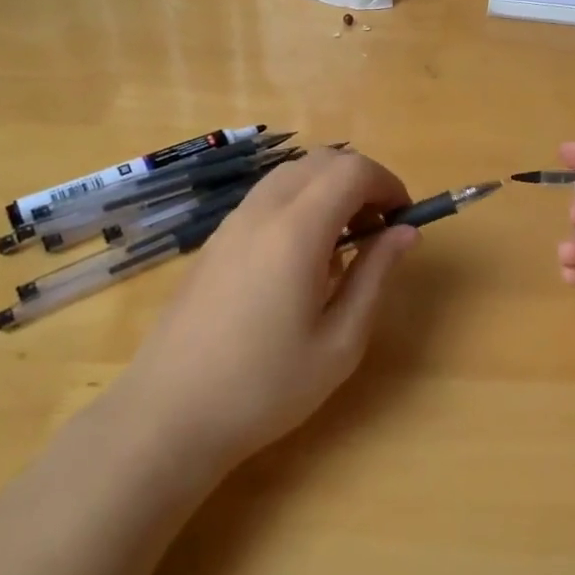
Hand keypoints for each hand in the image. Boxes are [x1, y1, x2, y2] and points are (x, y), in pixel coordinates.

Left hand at [122, 150, 417, 472]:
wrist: (168, 414)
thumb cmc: (264, 387)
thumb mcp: (339, 342)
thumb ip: (375, 276)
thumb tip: (406, 232)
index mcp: (296, 231)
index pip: (352, 170)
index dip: (388, 184)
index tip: (403, 221)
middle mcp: (262, 211)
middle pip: (322, 160)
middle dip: (361, 182)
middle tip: (377, 231)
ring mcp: (232, 222)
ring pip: (292, 174)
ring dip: (329, 190)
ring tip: (343, 247)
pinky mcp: (215, 239)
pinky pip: (267, 197)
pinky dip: (300, 204)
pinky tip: (300, 261)